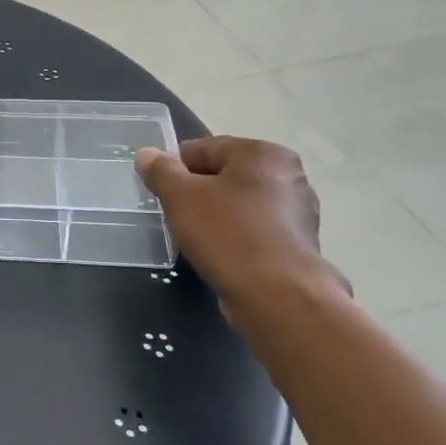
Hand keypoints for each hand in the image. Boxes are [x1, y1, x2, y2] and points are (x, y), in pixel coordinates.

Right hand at [135, 139, 344, 319]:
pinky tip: (219, 255)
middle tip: (175, 216)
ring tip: (195, 239)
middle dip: (196, 192)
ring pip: (238, 204)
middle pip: (223, 175)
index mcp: (262, 153)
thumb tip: (147, 154)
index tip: (160, 193)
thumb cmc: (227, 234)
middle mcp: (288, 174)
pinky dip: (234, 238)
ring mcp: (298, 211)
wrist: (277, 295)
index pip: (203, 149)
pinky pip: (253, 230)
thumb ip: (160, 171)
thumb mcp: (180, 196)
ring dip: (215, 216)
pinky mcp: (298, 244)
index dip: (174, 168)